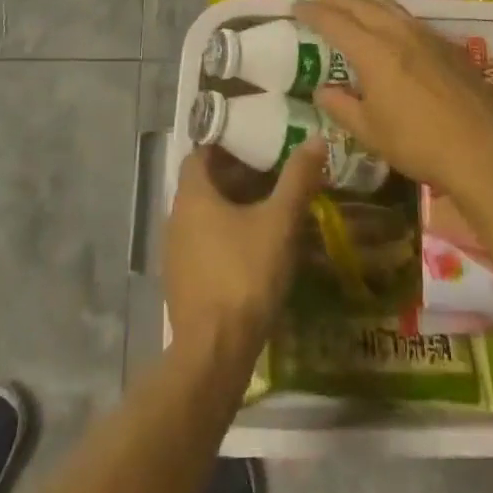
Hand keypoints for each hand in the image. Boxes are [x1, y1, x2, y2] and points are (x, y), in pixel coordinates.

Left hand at [163, 138, 325, 371]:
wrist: (214, 354)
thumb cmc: (244, 275)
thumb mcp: (279, 223)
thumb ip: (297, 179)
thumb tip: (315, 138)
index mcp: (193, 195)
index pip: (202, 153)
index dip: (227, 144)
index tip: (256, 143)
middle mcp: (176, 218)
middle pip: (205, 184)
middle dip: (237, 176)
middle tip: (273, 174)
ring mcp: (176, 253)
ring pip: (205, 216)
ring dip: (233, 208)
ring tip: (270, 209)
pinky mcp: (183, 283)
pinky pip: (204, 245)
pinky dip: (227, 237)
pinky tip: (255, 250)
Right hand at [299, 0, 492, 193]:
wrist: (483, 150)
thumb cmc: (418, 143)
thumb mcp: (370, 132)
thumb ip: (341, 107)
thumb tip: (322, 90)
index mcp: (373, 52)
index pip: (335, 21)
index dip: (313, 12)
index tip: (296, 6)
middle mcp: (398, 33)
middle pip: (362, 4)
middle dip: (337, 0)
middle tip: (320, 3)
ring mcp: (427, 36)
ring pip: (389, 6)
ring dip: (366, 3)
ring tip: (354, 8)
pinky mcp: (448, 45)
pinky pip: (410, 19)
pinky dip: (390, 16)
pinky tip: (393, 31)